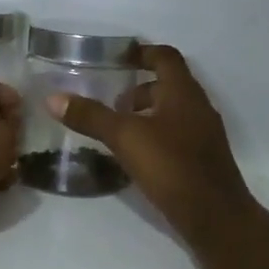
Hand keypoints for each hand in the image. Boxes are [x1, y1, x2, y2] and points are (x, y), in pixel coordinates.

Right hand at [49, 44, 253, 245]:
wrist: (215, 216)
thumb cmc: (172, 167)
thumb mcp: (125, 138)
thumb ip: (91, 116)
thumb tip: (53, 98)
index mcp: (183, 92)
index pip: (165, 57)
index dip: (141, 52)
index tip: (117, 57)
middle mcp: (198, 107)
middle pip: (169, 85)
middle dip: (140, 88)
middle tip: (111, 101)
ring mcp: (204, 134)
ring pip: (172, 112)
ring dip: (147, 113)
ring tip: (118, 130)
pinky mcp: (202, 159)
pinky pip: (176, 135)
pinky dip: (155, 135)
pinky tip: (136, 156)